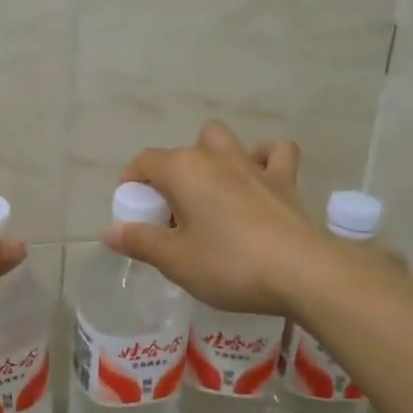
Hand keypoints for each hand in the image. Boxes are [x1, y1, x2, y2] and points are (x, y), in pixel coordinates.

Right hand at [105, 121, 325, 315]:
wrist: (302, 272)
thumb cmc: (229, 264)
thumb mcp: (175, 261)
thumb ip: (140, 242)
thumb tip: (110, 232)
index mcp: (183, 170)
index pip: (144, 162)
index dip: (132, 184)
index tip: (133, 214)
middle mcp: (215, 157)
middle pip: (184, 150)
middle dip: (173, 173)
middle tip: (174, 213)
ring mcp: (253, 165)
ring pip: (225, 140)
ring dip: (213, 157)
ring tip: (212, 192)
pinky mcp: (285, 180)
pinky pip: (274, 153)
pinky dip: (265, 159)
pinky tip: (259, 179)